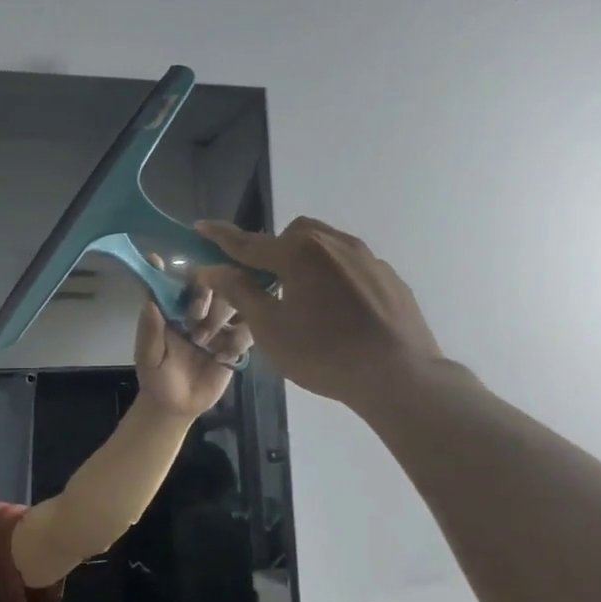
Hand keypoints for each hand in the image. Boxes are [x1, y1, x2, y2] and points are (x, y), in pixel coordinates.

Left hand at [132, 256, 252, 418]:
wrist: (178, 407)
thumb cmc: (157, 378)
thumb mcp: (148, 357)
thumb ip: (150, 331)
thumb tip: (150, 301)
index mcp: (174, 308)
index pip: (179, 280)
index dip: (177, 271)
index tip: (176, 269)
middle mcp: (199, 310)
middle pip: (215, 282)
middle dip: (206, 294)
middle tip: (195, 315)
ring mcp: (220, 324)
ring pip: (236, 301)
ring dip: (221, 317)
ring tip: (204, 343)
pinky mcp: (236, 342)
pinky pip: (249, 329)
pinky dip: (237, 340)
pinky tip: (221, 358)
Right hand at [195, 218, 445, 411]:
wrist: (399, 375)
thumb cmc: (324, 354)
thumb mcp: (270, 329)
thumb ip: (241, 292)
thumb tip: (215, 269)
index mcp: (300, 253)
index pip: (249, 242)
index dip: (221, 237)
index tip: (201, 226)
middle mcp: (334, 243)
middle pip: (292, 236)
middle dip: (272, 250)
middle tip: (264, 282)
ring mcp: (366, 258)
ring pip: (324, 246)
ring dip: (304, 261)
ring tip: (301, 296)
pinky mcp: (388, 276)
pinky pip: (349, 265)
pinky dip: (332, 276)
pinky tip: (336, 310)